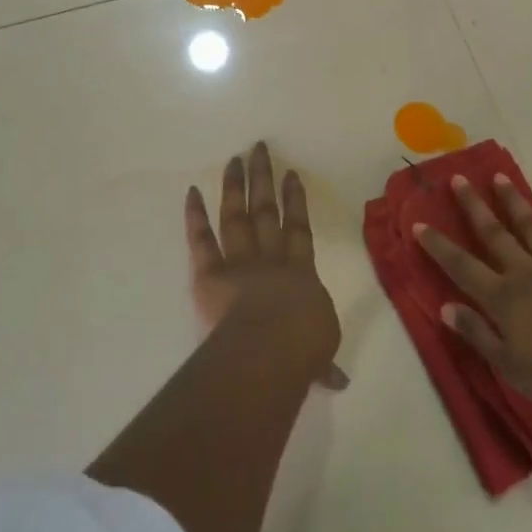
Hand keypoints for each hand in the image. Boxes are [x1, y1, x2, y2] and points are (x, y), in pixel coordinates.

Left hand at [186, 142, 346, 389]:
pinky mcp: (210, 273)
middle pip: (267, 211)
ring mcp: (240, 261)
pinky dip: (195, 216)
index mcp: (300, 273)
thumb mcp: (320, 353)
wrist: (271, 347)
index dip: (295, 200)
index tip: (291, 174)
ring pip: (237, 215)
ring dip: (236, 186)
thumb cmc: (303, 347)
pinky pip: (202, 240)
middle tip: (260, 149)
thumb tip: (339, 382)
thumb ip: (324, 362)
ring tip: (235, 158)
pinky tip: (192, 191)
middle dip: (264, 179)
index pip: (298, 228)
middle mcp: (270, 259)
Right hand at [415, 176, 531, 421]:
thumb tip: (446, 307)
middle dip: (473, 205)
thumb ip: (477, 333)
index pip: (461, 266)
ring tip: (500, 178)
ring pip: (529, 224)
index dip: (438, 245)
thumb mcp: (509, 367)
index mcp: (503, 299)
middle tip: (459, 178)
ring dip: (512, 200)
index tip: (420, 223)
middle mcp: (525, 273)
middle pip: (494, 233)